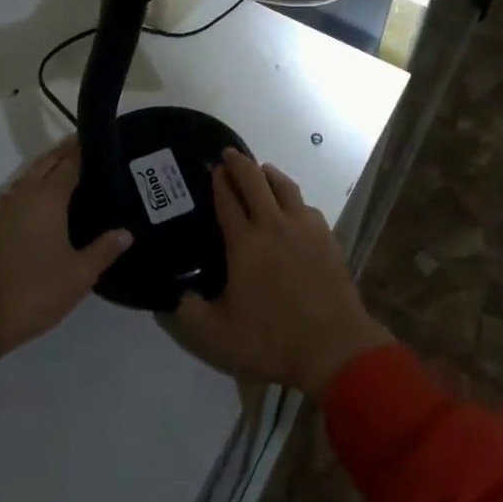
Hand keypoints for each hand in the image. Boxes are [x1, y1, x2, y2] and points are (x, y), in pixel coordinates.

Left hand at [0, 139, 130, 379]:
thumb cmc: (33, 293)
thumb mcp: (79, 276)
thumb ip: (104, 249)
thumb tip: (126, 232)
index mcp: (47, 197)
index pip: (70, 161)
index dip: (85, 149)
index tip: (103, 141)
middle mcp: (24, 194)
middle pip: (47, 161)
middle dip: (66, 151)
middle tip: (91, 148)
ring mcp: (4, 209)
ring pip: (30, 174)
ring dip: (48, 165)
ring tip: (72, 168)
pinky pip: (18, 191)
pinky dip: (34, 184)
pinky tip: (45, 200)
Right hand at [165, 151, 392, 398]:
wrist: (333, 346)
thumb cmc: (271, 341)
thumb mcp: (216, 336)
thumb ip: (186, 313)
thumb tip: (169, 294)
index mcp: (245, 242)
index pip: (227, 199)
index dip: (218, 180)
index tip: (211, 168)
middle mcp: (274, 224)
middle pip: (255, 181)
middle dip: (239, 164)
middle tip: (228, 155)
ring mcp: (304, 227)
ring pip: (284, 186)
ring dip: (268, 173)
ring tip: (260, 171)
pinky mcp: (326, 236)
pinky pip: (305, 205)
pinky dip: (292, 198)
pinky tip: (291, 207)